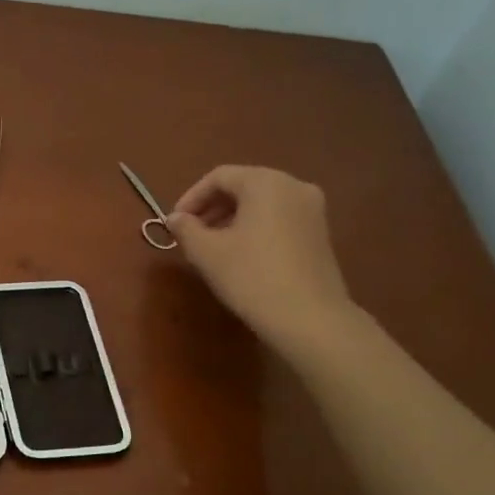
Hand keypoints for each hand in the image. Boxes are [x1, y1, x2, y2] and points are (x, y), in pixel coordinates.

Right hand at [168, 166, 357, 355]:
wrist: (309, 317)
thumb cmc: (251, 276)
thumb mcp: (207, 252)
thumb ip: (186, 229)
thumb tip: (175, 219)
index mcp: (266, 182)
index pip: (219, 177)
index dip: (191, 197)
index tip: (174, 223)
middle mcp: (294, 186)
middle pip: (243, 186)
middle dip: (212, 208)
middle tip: (191, 234)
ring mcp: (313, 210)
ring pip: (262, 204)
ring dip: (232, 219)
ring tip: (212, 247)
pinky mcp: (321, 234)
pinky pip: (279, 219)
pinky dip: (255, 228)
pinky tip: (242, 255)